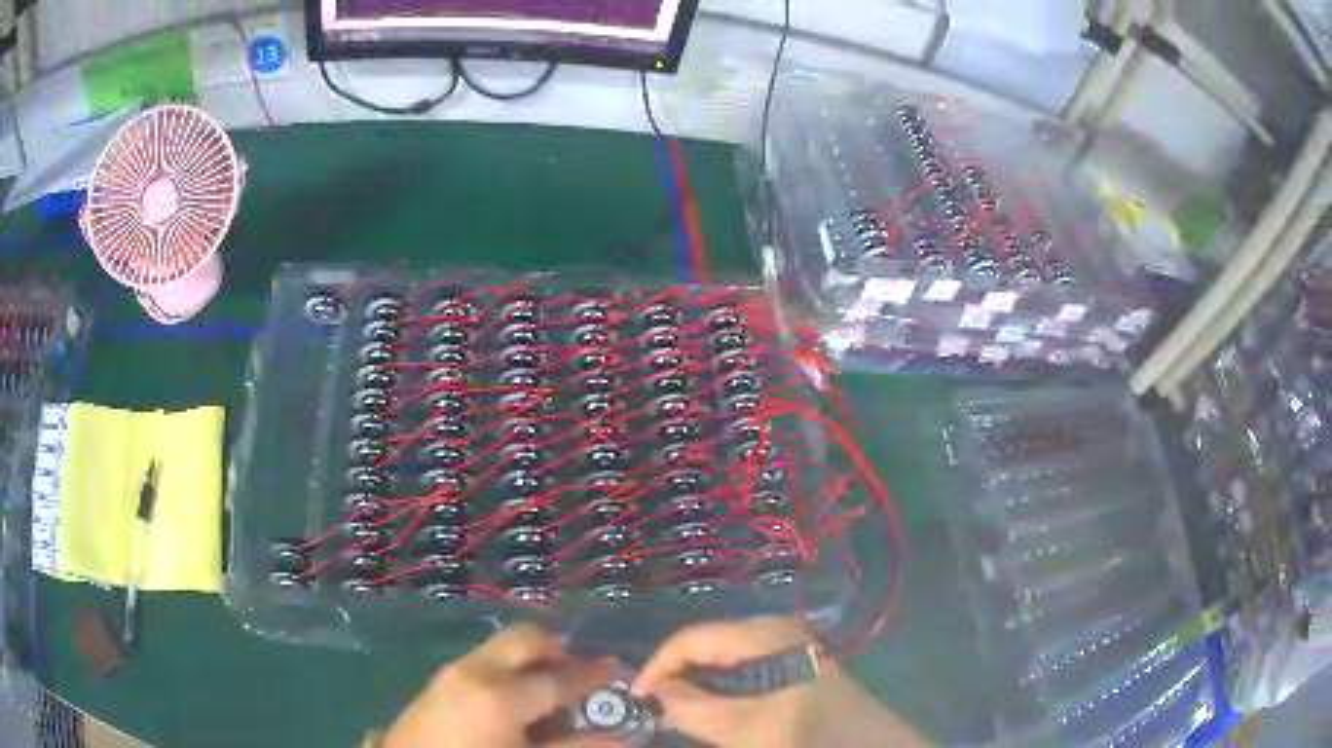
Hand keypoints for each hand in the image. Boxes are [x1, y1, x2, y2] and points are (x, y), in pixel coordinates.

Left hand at [385, 622, 615, 747]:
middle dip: (557, 649)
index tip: (615, 668)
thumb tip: (620, 738)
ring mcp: (452, 672)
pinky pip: (483, 661)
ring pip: (502, 647)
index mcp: (501, 695)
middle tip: (579, 673)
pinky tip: (516, 700)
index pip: (559, 677)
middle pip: (525, 638)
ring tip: (550, 690)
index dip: (591, 674)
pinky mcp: (438, 681)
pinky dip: (509, 668)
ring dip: (532, 659)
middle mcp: (476, 671)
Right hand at [631, 617, 820, 747]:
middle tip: (654, 707)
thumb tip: (658, 692)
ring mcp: (786, 644)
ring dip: (697, 683)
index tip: (636, 698)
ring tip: (679, 711)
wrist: (866, 743)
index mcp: (762, 633)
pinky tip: (716, 710)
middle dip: (676, 674)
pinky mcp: (794, 663)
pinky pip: (743, 668)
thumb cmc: (805, 732)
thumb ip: (692, 708)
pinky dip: (721, 687)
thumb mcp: (744, 727)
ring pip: (723, 658)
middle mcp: (773, 628)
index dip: (657, 666)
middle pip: (706, 644)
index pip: (691, 637)